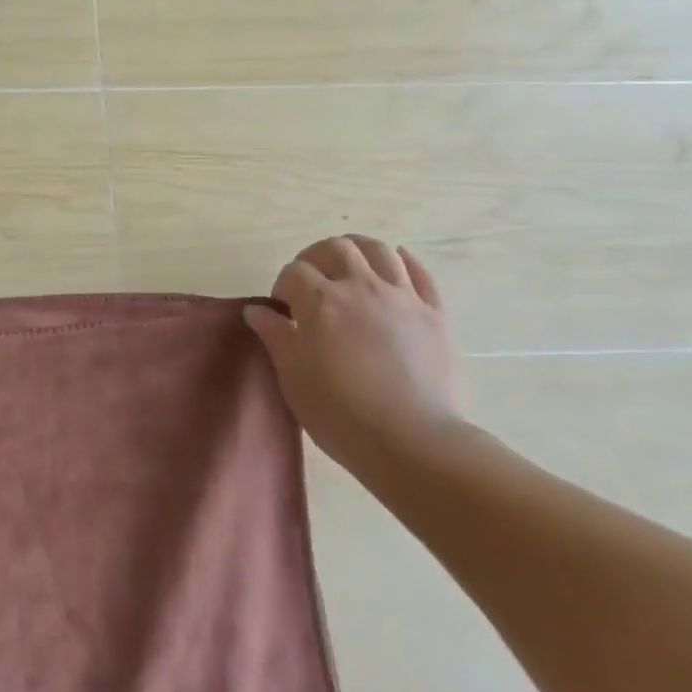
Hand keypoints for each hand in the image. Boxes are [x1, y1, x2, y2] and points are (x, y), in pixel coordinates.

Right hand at [244, 235, 465, 476]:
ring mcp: (402, 297)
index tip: (283, 311)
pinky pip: (420, 272)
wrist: (413, 441)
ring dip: (358, 251)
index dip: (283, 286)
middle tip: (311, 283)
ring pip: (378, 250)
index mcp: (320, 302)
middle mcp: (360, 287)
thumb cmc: (340, 414)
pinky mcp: (435, 313)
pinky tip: (394, 266)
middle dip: (316, 258)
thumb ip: (275, 336)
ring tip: (349, 268)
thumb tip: (257, 310)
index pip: (293, 272)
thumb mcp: (293, 377)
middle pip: (336, 249)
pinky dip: (403, 261)